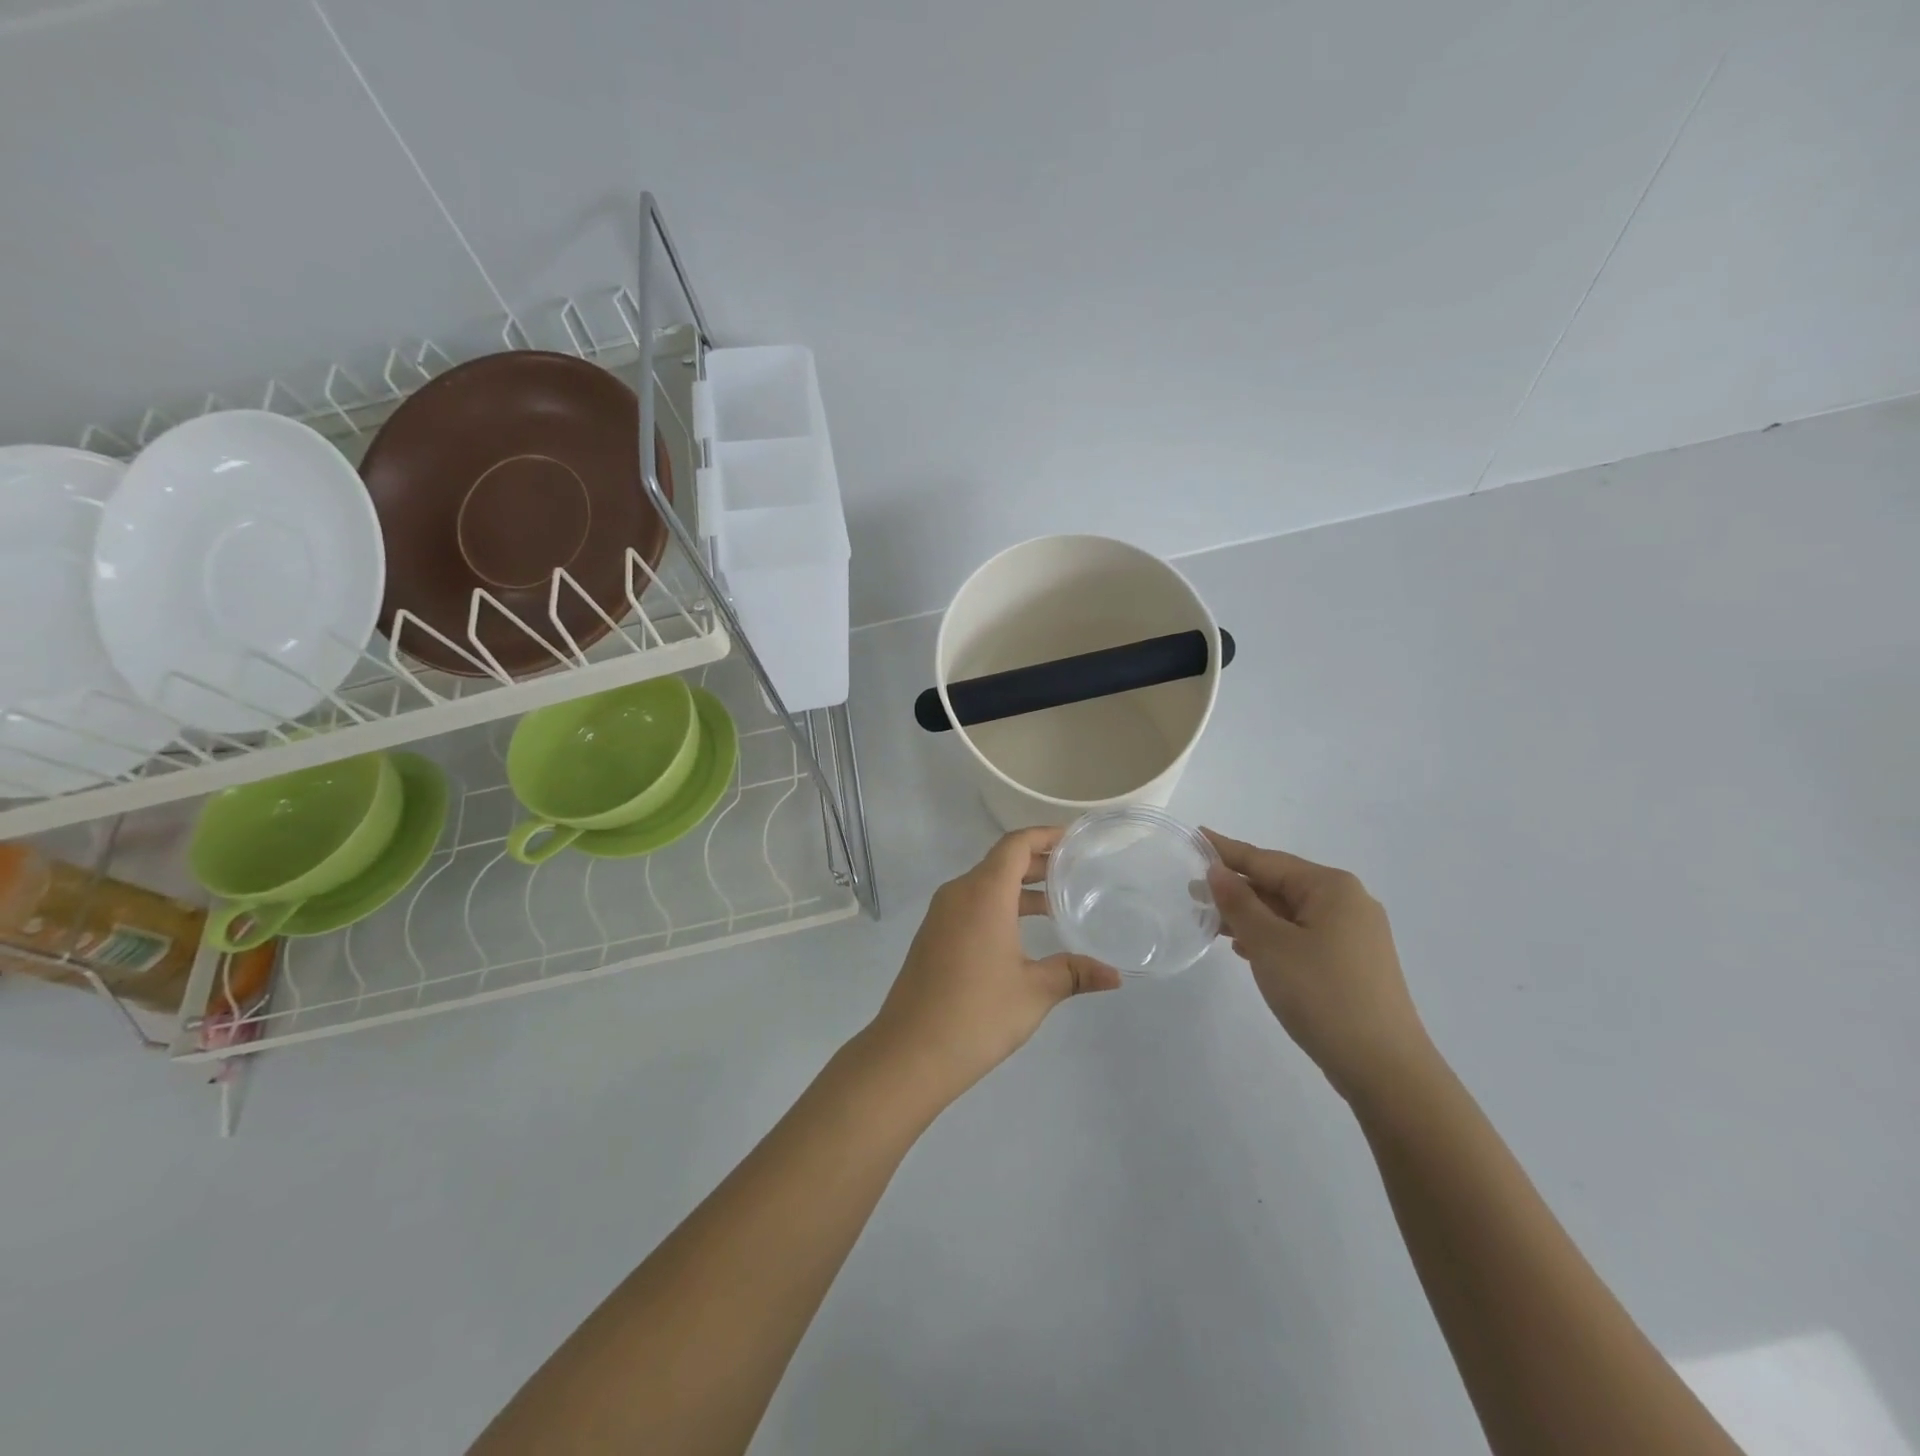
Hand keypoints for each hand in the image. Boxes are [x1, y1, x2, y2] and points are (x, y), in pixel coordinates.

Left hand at [863, 827, 1120, 1109]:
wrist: (909, 1052)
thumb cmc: (977, 1014)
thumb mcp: (1034, 992)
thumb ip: (1074, 974)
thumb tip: (1115, 975)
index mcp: (983, 893)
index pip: (1016, 845)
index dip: (1046, 835)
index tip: (1076, 840)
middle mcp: (959, 893)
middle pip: (1001, 862)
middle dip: (1038, 863)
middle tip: (1076, 871)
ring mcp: (941, 915)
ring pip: (985, 885)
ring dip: (1019, 889)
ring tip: (1058, 905)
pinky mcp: (933, 936)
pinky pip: (971, 905)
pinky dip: (1000, 906)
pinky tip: (1022, 934)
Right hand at [1203, 830, 1434, 1102]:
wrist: (1384, 1069)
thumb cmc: (1322, 994)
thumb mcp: (1269, 944)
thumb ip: (1239, 903)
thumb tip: (1217, 870)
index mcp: (1331, 888)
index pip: (1266, 860)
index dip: (1227, 850)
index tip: (1196, 835)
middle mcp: (1347, 902)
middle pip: (1279, 884)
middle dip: (1236, 888)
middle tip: (1192, 889)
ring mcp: (1353, 935)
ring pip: (1289, 913)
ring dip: (1250, 915)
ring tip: (1210, 919)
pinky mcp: (1352, 964)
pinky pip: (1301, 935)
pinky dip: (1271, 936)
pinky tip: (1245, 948)